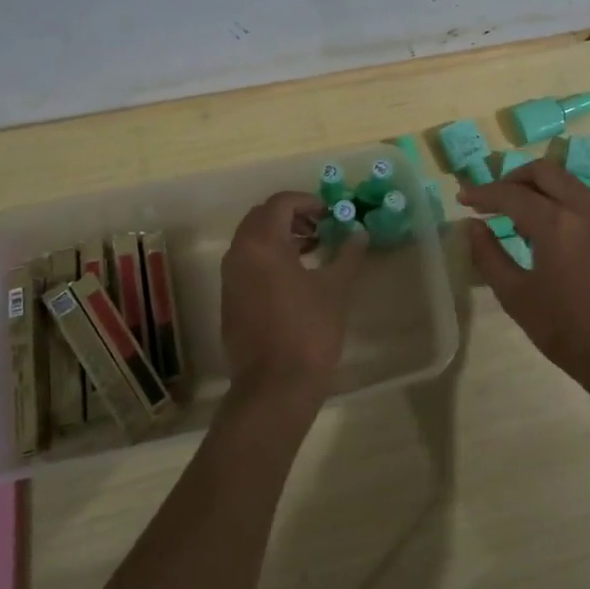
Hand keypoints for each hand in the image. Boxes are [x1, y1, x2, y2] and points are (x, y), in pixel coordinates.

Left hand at [220, 192, 366, 412]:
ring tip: (313, 250)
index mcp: (261, 244)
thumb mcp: (335, 288)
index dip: (308, 201)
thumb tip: (359, 234)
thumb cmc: (308, 330)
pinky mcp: (230, 301)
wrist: (275, 387)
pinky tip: (295, 278)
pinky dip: (269, 258)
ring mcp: (230, 279)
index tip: (331, 213)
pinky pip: (247, 264)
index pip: (280, 203)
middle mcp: (238, 254)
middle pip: (261, 217)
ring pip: (252, 241)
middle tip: (321, 227)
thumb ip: (347, 254)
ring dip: (280, 236)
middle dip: (292, 216)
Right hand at [459, 160, 589, 399]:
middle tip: (494, 198)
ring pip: (572, 185)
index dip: (482, 192)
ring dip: (543, 191)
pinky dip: (568, 209)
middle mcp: (586, 210)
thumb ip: (489, 256)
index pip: (511, 194)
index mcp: (556, 223)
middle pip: (546, 172)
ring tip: (524, 218)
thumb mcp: (516, 297)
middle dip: (514, 178)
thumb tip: (473, 226)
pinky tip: (560, 239)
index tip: (464, 198)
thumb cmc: (567, 331)